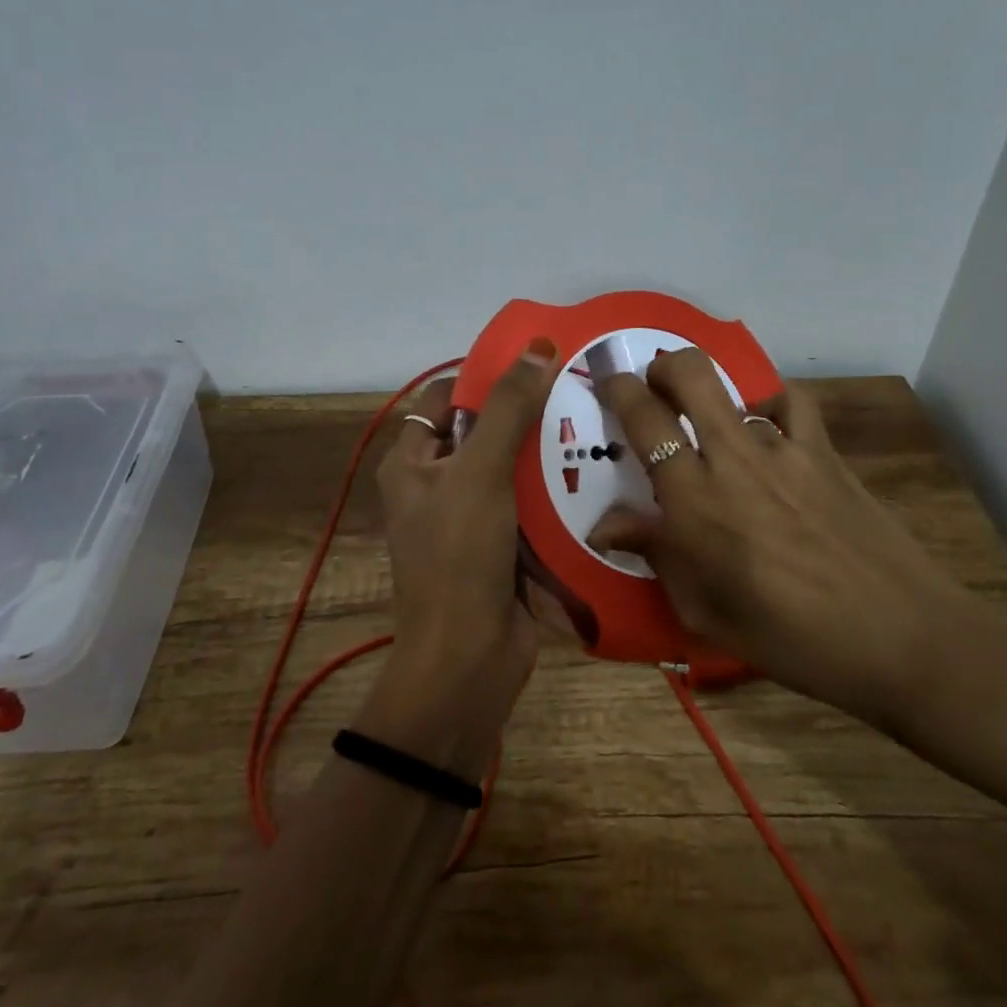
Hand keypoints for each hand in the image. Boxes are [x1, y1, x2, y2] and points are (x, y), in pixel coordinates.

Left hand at [364, 341, 560, 772]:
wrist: (469, 661)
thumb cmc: (459, 556)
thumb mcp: (479, 472)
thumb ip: (508, 409)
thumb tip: (537, 346)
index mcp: (411, 463)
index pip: (444, 398)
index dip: (484, 376)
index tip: (535, 360)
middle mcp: (436, 485)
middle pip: (482, 432)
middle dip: (524, 413)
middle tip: (577, 387)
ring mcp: (470, 518)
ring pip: (510, 469)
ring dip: (544, 452)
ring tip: (595, 421)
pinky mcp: (501, 546)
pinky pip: (528, 505)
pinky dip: (553, 490)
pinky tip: (595, 471)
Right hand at [591, 348, 971, 724]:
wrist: (900, 637)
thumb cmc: (790, 638)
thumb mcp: (705, 612)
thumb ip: (654, 555)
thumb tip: (605, 526)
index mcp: (693, 500)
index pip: (643, 419)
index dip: (618, 389)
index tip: (608, 383)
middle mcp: (733, 459)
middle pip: (689, 374)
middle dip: (662, 366)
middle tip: (653, 387)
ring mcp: (784, 449)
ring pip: (737, 388)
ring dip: (713, 398)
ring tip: (712, 427)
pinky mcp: (825, 452)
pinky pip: (791, 406)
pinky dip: (770, 407)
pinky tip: (769, 431)